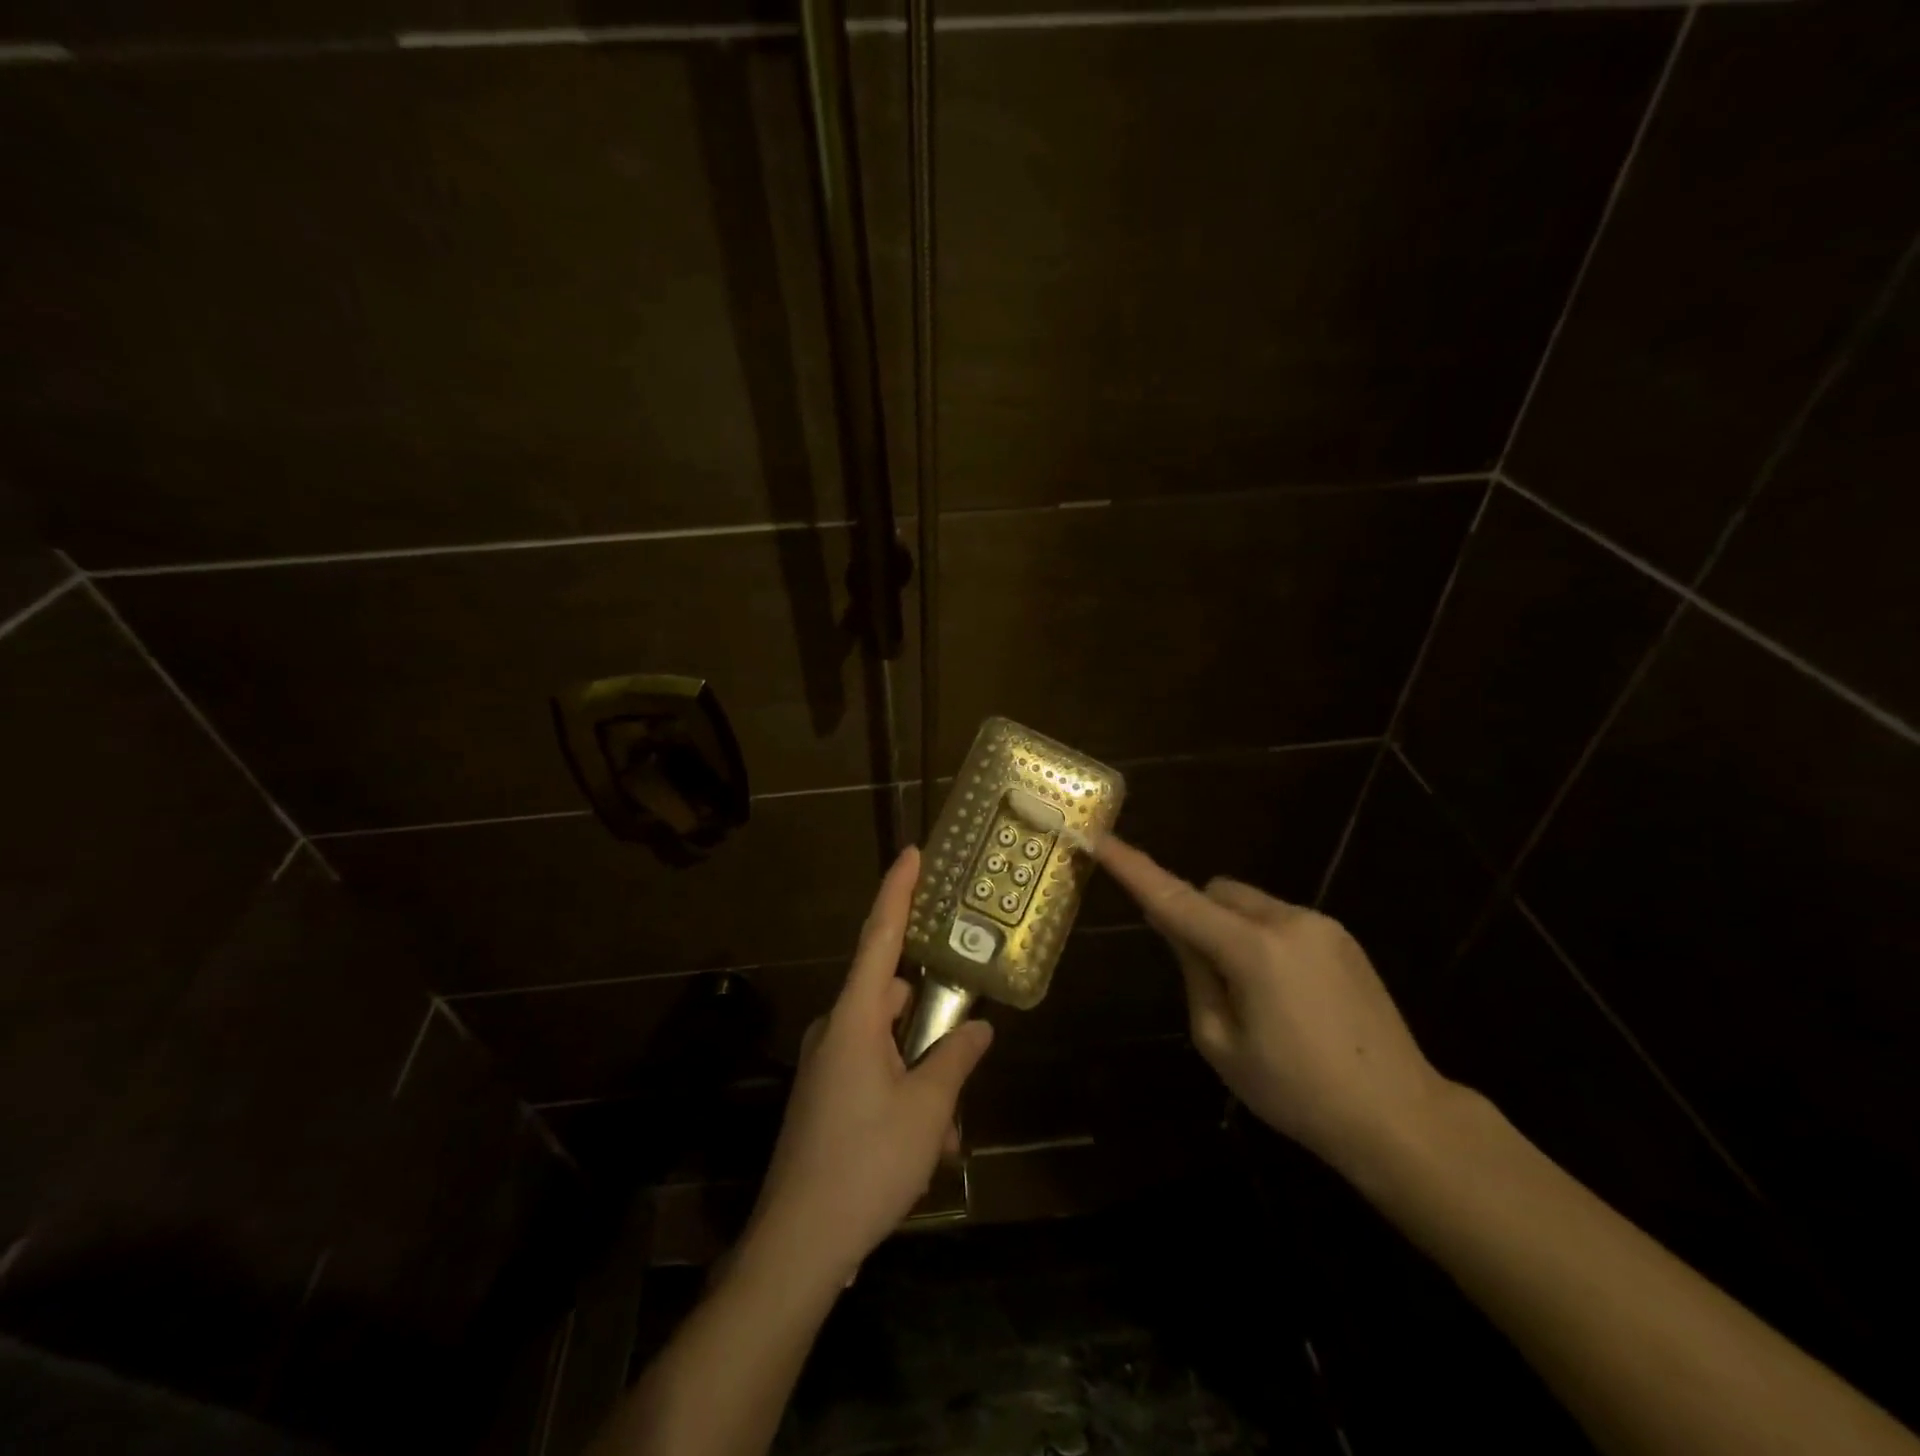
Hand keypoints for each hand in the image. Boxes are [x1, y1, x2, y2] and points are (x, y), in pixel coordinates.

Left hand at [749, 847, 993, 1282]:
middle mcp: (836, 1030)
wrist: (797, 1246)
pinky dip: (905, 1096)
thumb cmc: (865, 1164)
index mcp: (855, 1017)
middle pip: (894, 998)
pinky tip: (928, 1147)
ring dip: (924, 1074)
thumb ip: (954, 1060)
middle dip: (933, 1022)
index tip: (912, 853)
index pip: (879, 936)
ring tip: (949, 1129)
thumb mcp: (926, 1111)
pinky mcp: (826, 1097)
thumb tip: (978, 1030)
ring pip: (890, 1045)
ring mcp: (827, 1065)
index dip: (897, 891)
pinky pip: (875, 1075)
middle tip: (969, 1049)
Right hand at [1095, 835, 1455, 1179]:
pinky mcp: (1342, 937)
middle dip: (1197, 916)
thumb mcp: (1221, 1042)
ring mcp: (1321, 925)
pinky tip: (1287, 995)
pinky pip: (1281, 920)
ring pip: (1249, 905)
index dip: (1133, 868)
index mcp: (1252, 950)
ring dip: (1231, 930)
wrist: (1400, 1116)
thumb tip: (1177, 926)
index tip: (1100, 837)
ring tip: (1254, 995)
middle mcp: (1287, 920)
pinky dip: (1262, 940)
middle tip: (1205, 975)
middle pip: (1216, 892)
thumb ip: (1194, 973)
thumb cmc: (1296, 1091)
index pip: (1176, 899)